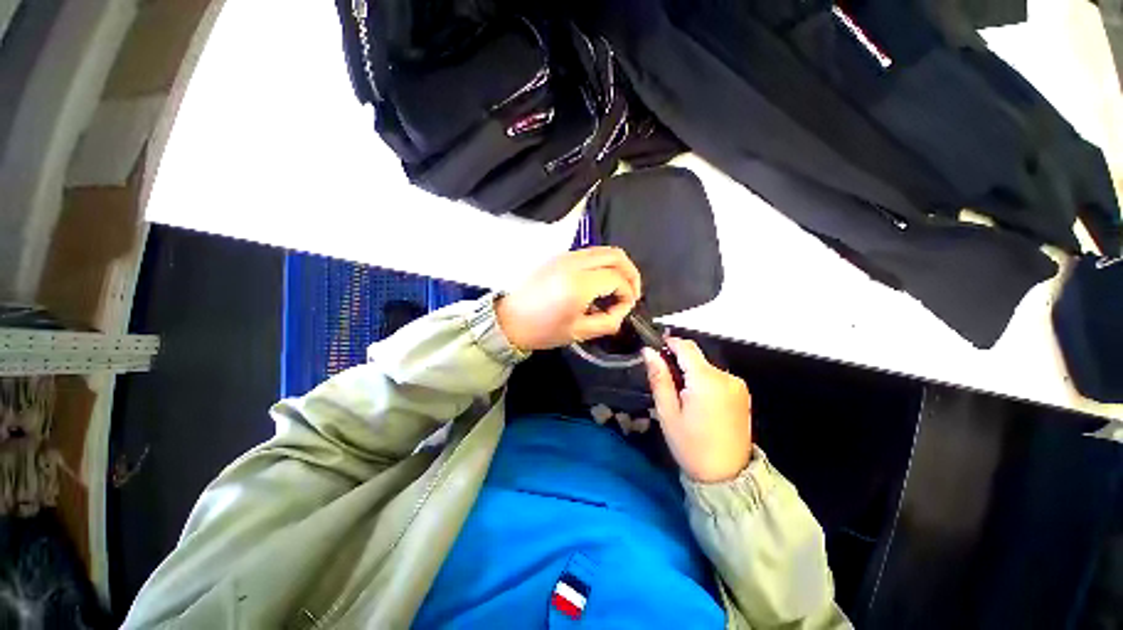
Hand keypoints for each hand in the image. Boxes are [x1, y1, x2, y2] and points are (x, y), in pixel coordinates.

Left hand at [496, 247, 641, 350]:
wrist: (509, 320)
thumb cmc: (543, 330)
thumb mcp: (580, 332)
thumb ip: (609, 321)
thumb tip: (623, 309)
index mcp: (579, 284)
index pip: (617, 278)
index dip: (628, 294)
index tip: (625, 309)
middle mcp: (574, 263)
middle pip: (616, 255)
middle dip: (631, 273)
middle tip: (632, 293)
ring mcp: (565, 256)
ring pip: (603, 250)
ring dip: (618, 267)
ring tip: (619, 288)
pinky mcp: (559, 256)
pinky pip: (590, 253)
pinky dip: (603, 264)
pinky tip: (601, 282)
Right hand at [644, 337, 752, 482]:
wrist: (727, 477)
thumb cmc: (691, 446)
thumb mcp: (667, 412)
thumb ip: (659, 377)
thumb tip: (648, 351)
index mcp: (707, 380)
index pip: (686, 347)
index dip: (669, 343)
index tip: (655, 347)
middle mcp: (727, 377)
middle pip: (697, 357)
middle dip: (679, 362)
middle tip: (665, 382)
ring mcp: (738, 385)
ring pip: (706, 367)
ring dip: (691, 373)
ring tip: (681, 396)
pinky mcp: (742, 394)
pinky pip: (717, 377)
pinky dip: (704, 381)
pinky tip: (698, 401)